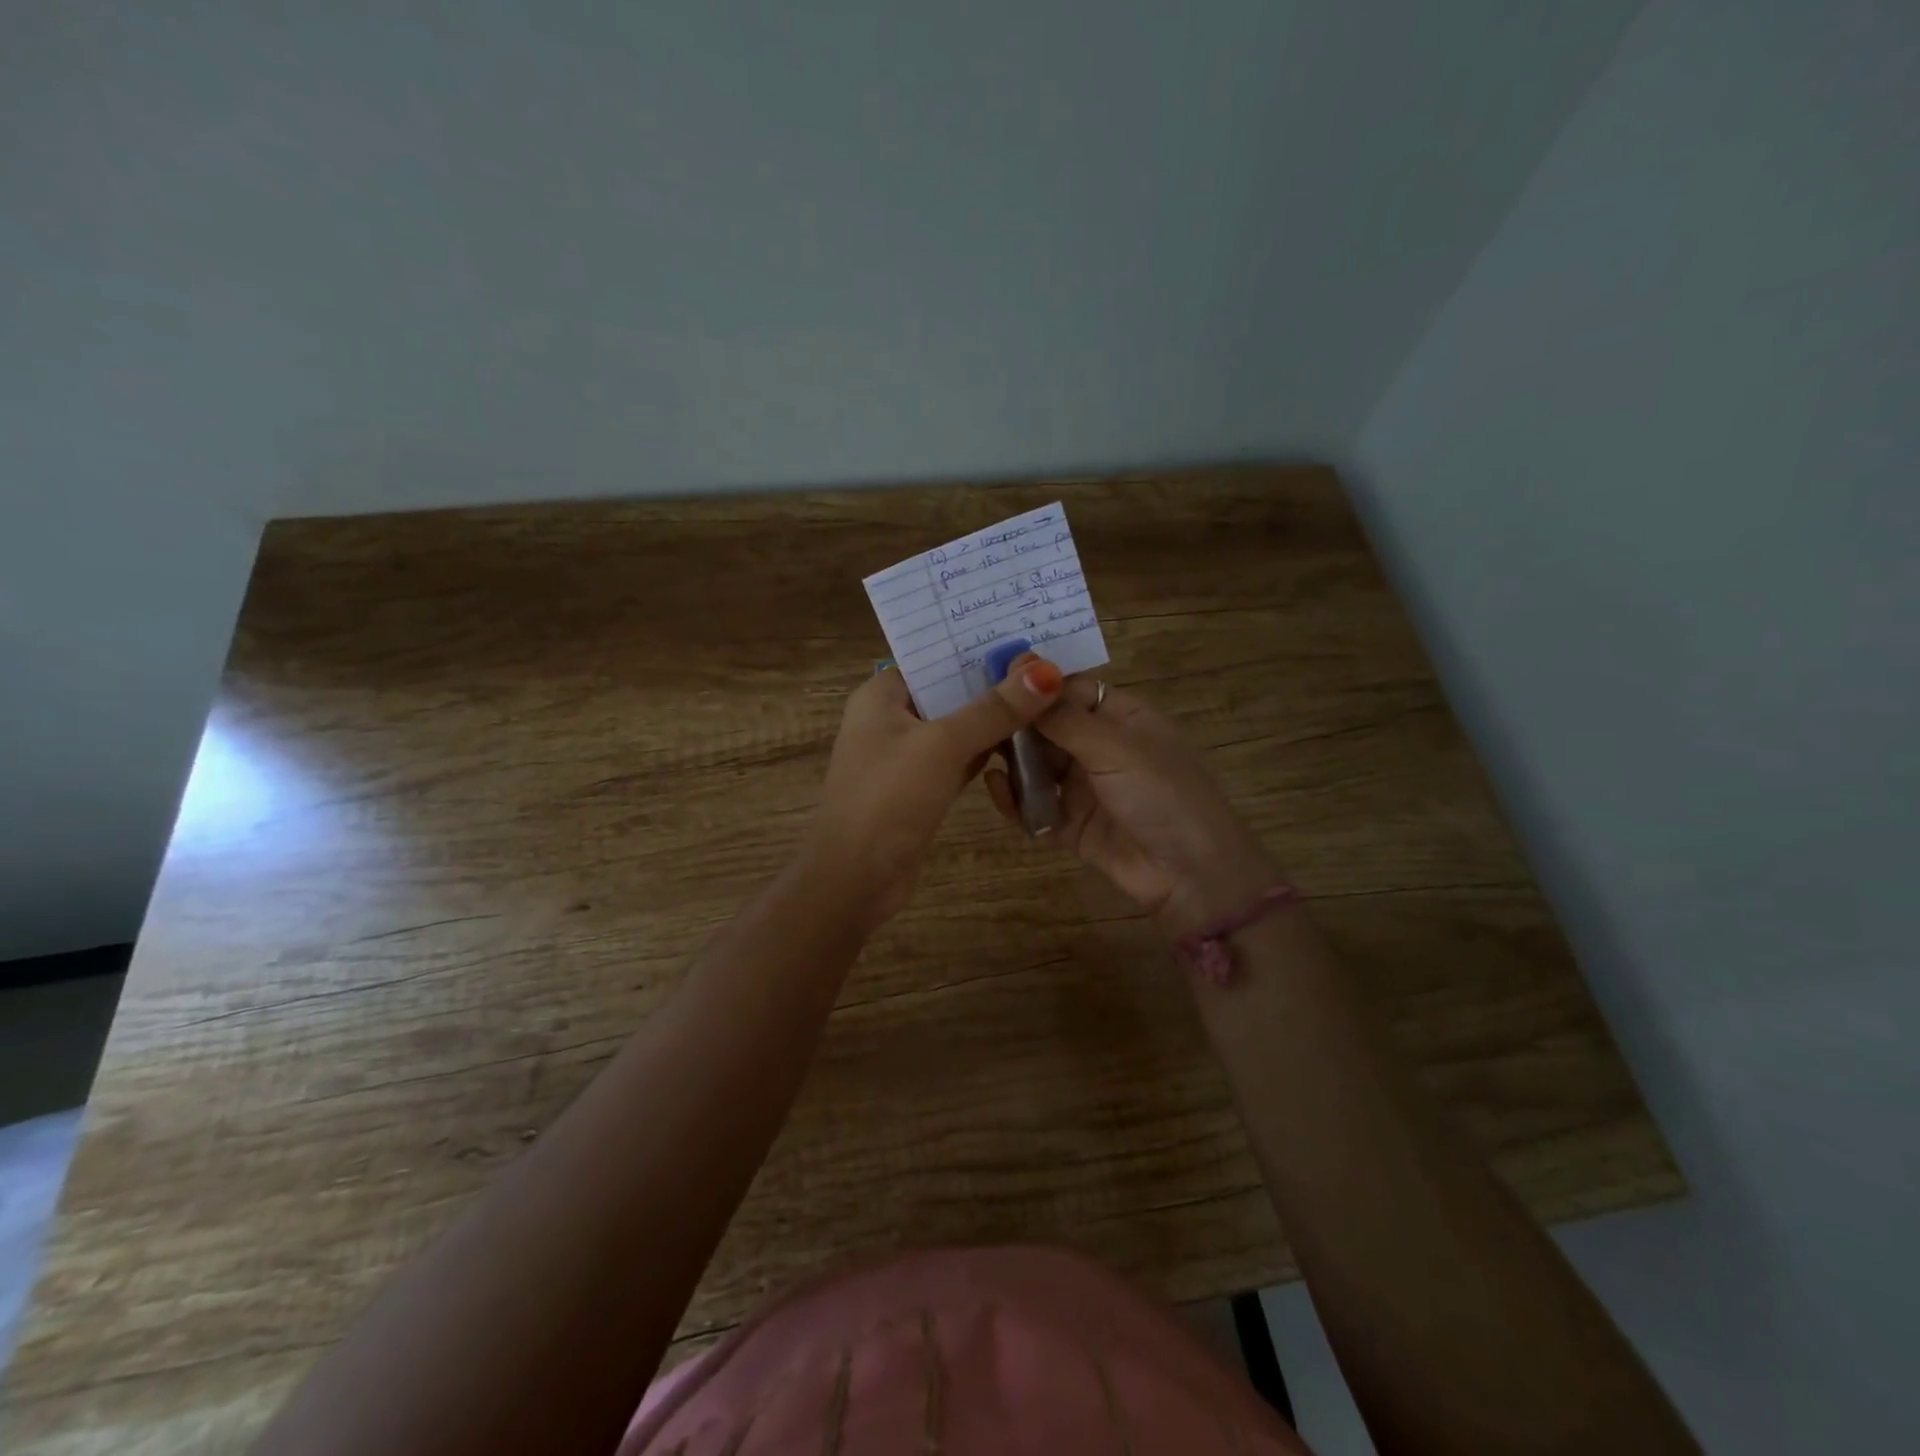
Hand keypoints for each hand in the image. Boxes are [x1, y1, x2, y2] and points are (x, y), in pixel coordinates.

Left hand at [810, 656, 1064, 922]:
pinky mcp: (922, 787)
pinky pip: (960, 758)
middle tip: (1049, 664)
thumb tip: (1046, 671)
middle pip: (949, 690)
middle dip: (993, 681)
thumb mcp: (942, 745)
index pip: (933, 656)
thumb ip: (994, 709)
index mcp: (881, 694)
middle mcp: (891, 718)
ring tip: (1048, 696)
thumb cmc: (888, 798)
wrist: (856, 879)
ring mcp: (906, 755)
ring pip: (958, 725)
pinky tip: (1027, 742)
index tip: (1026, 635)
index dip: (976, 646)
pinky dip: (987, 751)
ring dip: (994, 718)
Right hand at [985, 678, 1279, 935]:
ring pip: (1037, 766)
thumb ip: (1064, 718)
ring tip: (980, 753)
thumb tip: (1024, 671)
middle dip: (1016, 725)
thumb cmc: (1162, 794)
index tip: (994, 684)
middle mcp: (1102, 748)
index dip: (1036, 686)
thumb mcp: (1115, 747)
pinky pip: (1035, 806)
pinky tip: (995, 788)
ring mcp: (1086, 788)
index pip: (1071, 691)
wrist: (1191, 875)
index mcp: (1123, 718)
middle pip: (1049, 728)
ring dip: (1012, 762)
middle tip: (976, 721)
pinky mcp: (1072, 825)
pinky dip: (1015, 799)